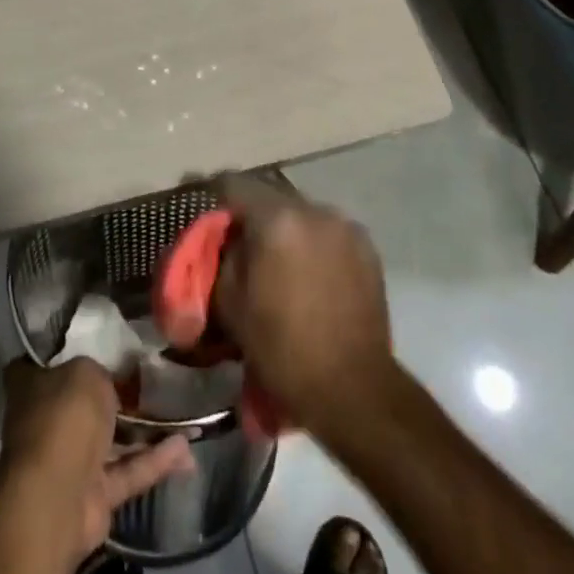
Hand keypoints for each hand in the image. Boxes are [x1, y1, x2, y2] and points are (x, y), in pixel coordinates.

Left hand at [0, 357, 194, 561]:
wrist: (58, 495)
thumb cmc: (64, 417)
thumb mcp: (86, 372)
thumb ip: (100, 373)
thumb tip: (108, 382)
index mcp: (32, 388)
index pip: (43, 365)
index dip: (67, 356)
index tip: (98, 346)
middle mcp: (47, 423)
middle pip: (83, 405)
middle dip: (115, 397)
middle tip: (152, 381)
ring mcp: (69, 463)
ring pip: (111, 442)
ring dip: (145, 432)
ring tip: (183, 417)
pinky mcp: (94, 496)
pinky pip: (127, 472)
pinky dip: (154, 462)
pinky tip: (186, 451)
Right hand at [213, 173, 395, 437]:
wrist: (353, 389)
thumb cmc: (281, 348)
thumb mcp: (230, 302)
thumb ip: (223, 255)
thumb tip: (229, 236)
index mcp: (276, 219)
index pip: (234, 183)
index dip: (215, 194)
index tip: (207, 210)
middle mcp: (313, 210)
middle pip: (271, 195)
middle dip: (253, 212)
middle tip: (241, 240)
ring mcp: (344, 226)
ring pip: (301, 212)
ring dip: (285, 227)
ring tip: (278, 258)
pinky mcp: (367, 246)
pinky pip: (328, 231)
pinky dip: (313, 242)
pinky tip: (309, 271)